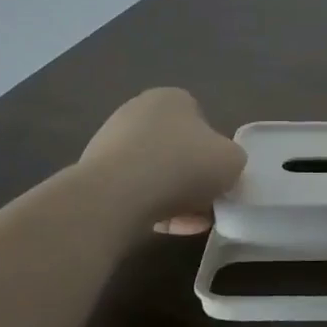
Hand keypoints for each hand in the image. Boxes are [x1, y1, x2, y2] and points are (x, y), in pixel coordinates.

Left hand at [80, 88, 246, 233]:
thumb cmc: (182, 166)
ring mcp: (110, 143)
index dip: (214, 153)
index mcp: (171, 98)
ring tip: (189, 223)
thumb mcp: (232, 160)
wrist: (116, 197)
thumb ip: (233, 160)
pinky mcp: (94, 174)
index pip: (201, 123)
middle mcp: (137, 112)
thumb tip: (220, 169)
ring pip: (155, 173)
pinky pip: (133, 191)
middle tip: (206, 204)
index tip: (219, 178)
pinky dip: (151, 208)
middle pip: (177, 150)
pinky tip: (166, 228)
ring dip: (175, 197)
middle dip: (193, 178)